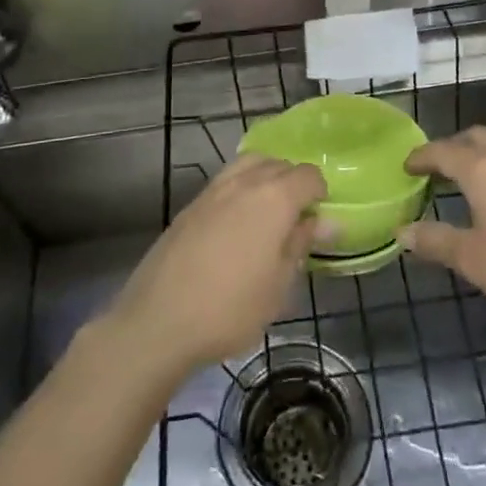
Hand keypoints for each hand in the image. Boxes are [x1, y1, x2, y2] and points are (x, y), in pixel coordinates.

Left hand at [100, 155, 328, 382]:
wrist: (158, 321)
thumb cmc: (230, 309)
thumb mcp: (278, 286)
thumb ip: (301, 244)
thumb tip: (327, 221)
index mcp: (274, 198)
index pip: (308, 175)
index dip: (320, 193)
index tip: (318, 221)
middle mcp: (244, 182)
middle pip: (278, 164)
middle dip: (293, 182)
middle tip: (296, 219)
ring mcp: (213, 190)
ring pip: (249, 164)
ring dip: (265, 178)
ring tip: (267, 215)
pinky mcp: (190, 205)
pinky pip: (225, 181)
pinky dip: (240, 189)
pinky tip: (236, 225)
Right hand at [401, 127, 485, 341]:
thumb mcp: (474, 261)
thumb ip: (435, 241)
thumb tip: (402, 231)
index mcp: (484, 171)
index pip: (444, 151)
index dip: (422, 156)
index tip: (406, 167)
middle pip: (475, 138)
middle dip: (451, 148)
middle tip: (434, 171)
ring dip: (478, 157)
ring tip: (464, 186)